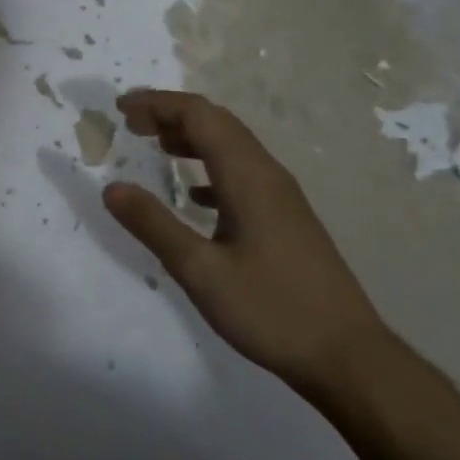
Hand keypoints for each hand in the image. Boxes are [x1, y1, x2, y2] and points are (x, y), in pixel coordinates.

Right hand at [103, 90, 389, 401]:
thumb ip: (154, 225)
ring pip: (232, 147)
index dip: (158, 104)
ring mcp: (282, 196)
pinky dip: (211, 168)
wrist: (347, 355)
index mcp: (247, 177)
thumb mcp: (200, 271)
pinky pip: (243, 174)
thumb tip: (111, 188)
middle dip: (172, 114)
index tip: (120, 108)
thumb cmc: (271, 310)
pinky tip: (194, 194)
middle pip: (217, 123)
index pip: (199, 116)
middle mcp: (267, 174)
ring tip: (156, 146)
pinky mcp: (287, 218)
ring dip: (192, 138)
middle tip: (131, 123)